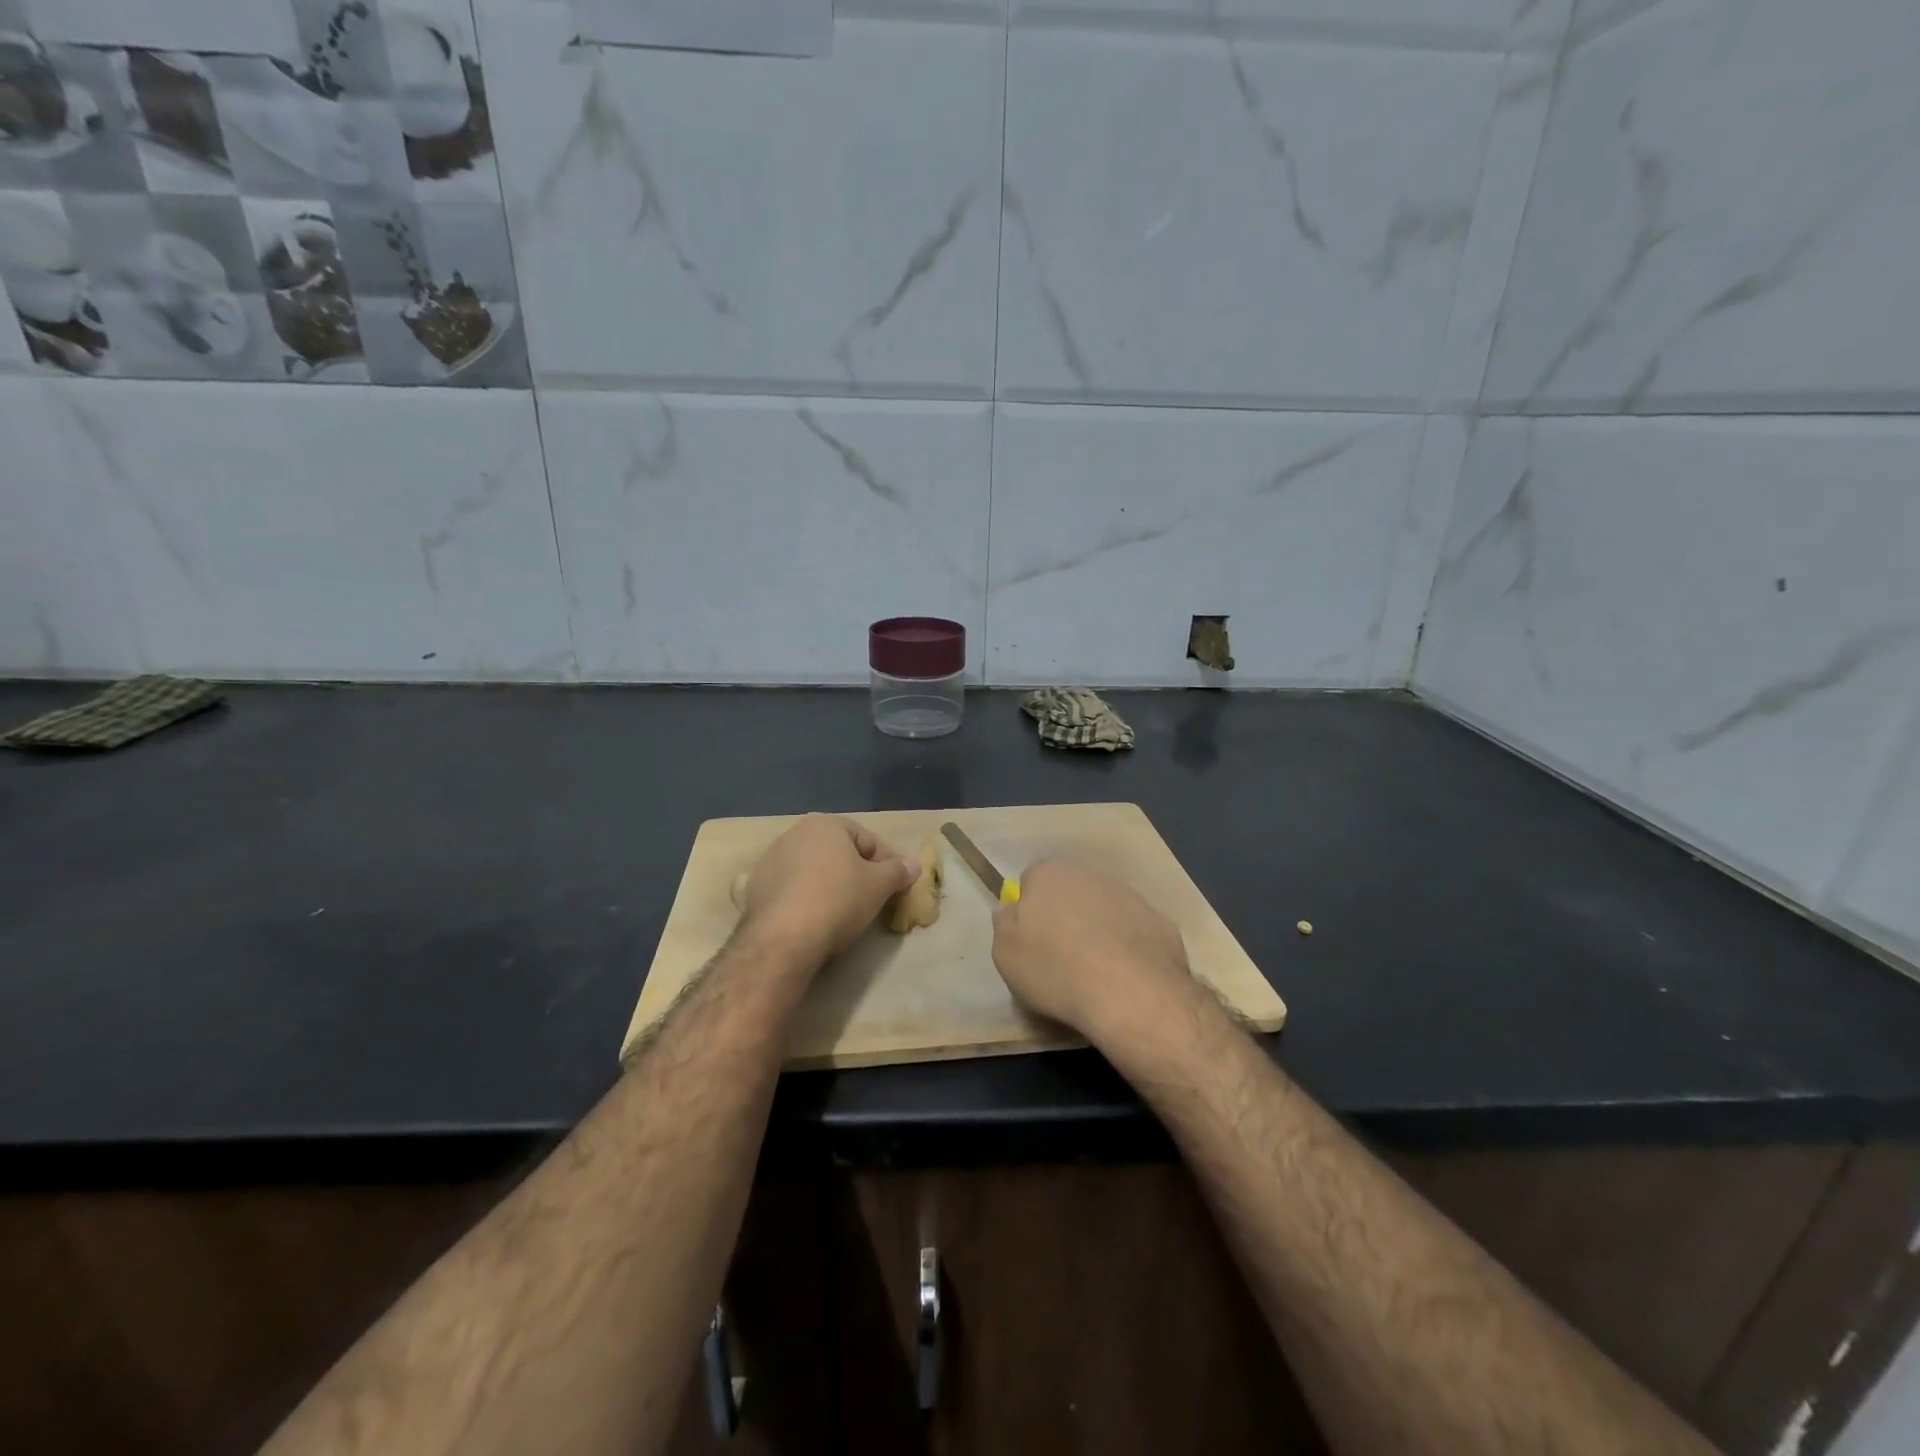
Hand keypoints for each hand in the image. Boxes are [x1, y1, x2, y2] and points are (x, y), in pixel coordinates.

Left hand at [738, 814, 919, 968]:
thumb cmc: (838, 899)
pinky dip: (801, 899)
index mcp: (824, 824)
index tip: (896, 886)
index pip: (867, 839)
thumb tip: (914, 864)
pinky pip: (788, 890)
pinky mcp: (754, 889)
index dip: (887, 863)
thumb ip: (898, 871)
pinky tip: (810, 918)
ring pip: (811, 870)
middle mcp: (793, 834)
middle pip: (837, 852)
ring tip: (842, 913)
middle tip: (872, 899)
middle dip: (856, 872)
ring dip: (828, 885)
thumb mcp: (879, 886)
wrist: (784, 938)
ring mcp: (769, 861)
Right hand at [990, 859, 1194, 1041]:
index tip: (1030, 940)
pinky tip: (1126, 977)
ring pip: (1105, 909)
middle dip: (1065, 916)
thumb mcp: (1005, 953)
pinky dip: (1129, 948)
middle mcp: (1090, 874)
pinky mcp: (1160, 922)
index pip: (1031, 881)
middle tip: (1060, 956)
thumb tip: (1011, 908)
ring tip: (1095, 972)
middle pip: (1070, 892)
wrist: (1129, 992)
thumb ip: (1005, 923)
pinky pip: (1135, 932)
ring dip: (1098, 930)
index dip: (1029, 910)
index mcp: (1049, 874)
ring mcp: (1130, 896)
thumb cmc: (1055, 969)